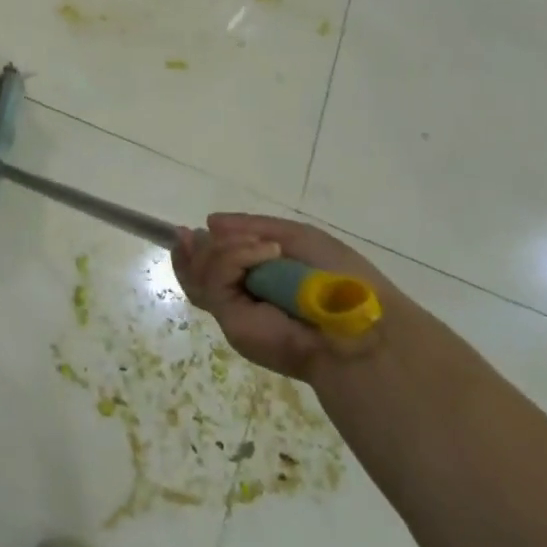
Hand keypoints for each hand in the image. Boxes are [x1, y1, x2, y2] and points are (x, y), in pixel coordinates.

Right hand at [172, 214, 393, 380]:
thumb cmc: (338, 278)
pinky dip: (234, 258)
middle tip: (192, 234)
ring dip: (224, 249)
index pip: (211, 267)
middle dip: (194, 250)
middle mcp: (241, 298)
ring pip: (200, 273)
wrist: (357, 324)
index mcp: (258, 280)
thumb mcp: (297, 238)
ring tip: (264, 247)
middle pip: (196, 272)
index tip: (190, 230)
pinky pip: (215, 281)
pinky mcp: (231, 321)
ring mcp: (234, 311)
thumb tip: (209, 222)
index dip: (197, 249)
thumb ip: (252, 228)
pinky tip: (266, 253)